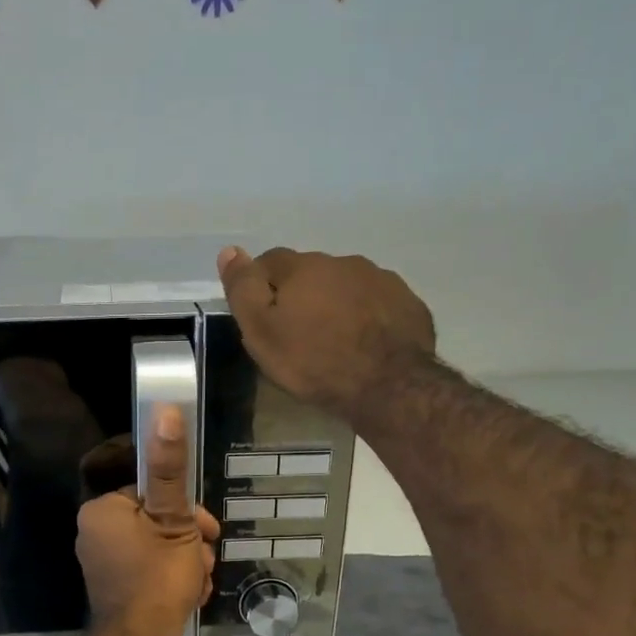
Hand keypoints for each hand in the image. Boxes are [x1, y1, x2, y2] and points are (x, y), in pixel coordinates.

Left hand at [76, 405, 217, 635]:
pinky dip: (170, 578)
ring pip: (157, 547)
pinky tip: (189, 595)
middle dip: (188, 540)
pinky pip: (148, 570)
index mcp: (103, 510)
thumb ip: (170, 469)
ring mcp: (102, 562)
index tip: (208, 531)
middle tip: (203, 561)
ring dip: (185, 561)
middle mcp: (94, 532)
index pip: (152, 492)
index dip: (186, 510)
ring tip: (196, 582)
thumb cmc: (157, 578)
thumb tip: (164, 410)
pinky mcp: (113, 587)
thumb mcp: (174, 521)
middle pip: (157, 520)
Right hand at [216, 246, 437, 425]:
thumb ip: (243, 290)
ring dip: (335, 303)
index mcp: (303, 268)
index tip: (261, 317)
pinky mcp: (407, 302)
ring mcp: (380, 279)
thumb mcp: (262, 332)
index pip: (269, 261)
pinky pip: (377, 303)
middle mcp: (343, 262)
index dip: (260, 286)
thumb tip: (228, 251)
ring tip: (333, 339)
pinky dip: (366, 316)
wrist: (389, 385)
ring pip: (346, 285)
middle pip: (310, 272)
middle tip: (296, 334)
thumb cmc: (314, 362)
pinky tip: (365, 343)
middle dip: (300, 294)